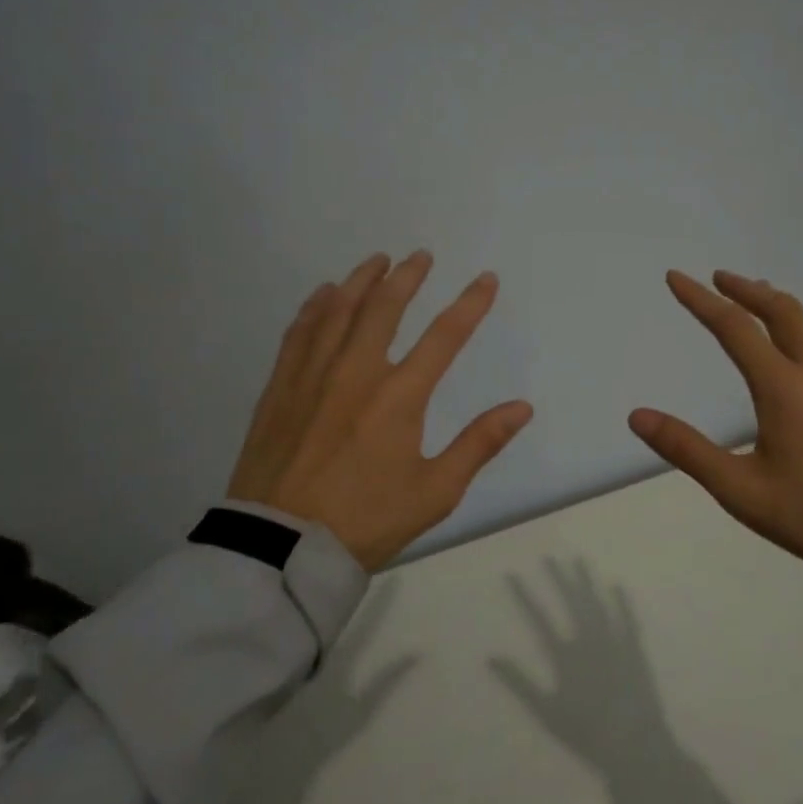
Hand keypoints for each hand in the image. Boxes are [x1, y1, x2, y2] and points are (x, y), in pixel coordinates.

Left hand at [227, 251, 533, 570]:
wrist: (282, 546)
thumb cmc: (366, 521)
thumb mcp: (435, 492)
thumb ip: (479, 444)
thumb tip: (522, 407)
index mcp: (398, 397)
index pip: (443, 337)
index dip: (469, 304)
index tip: (485, 279)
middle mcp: (355, 372)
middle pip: (384, 308)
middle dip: (407, 277)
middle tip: (420, 257)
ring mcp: (312, 376)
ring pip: (339, 311)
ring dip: (361, 281)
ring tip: (377, 261)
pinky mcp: (280, 388)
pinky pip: (299, 332)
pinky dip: (315, 307)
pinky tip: (324, 294)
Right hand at [628, 270, 802, 586]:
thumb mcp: (741, 491)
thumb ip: (687, 450)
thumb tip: (637, 416)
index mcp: (783, 386)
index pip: (734, 327)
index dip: (700, 299)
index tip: (676, 277)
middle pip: (780, 310)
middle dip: (746, 288)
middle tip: (718, 278)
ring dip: (775, 306)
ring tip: (754, 304)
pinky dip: (799, 330)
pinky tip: (797, 353)